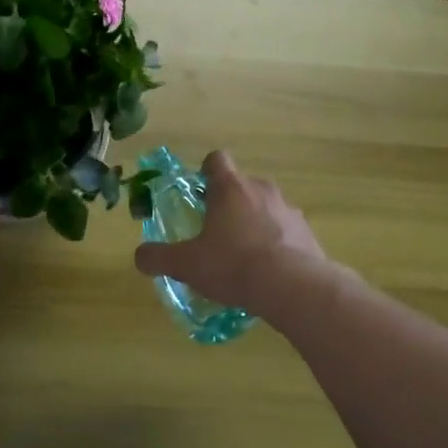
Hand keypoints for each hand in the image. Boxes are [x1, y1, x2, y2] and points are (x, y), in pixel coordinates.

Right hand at [133, 151, 324, 315]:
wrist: (293, 287)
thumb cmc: (233, 264)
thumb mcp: (187, 264)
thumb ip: (159, 257)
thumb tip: (140, 256)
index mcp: (230, 187)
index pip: (216, 160)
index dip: (205, 172)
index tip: (199, 193)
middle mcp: (261, 189)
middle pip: (241, 185)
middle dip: (228, 204)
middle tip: (215, 232)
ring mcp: (288, 209)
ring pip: (265, 208)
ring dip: (254, 224)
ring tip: (243, 257)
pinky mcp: (307, 232)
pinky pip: (285, 231)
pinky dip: (276, 244)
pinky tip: (267, 272)